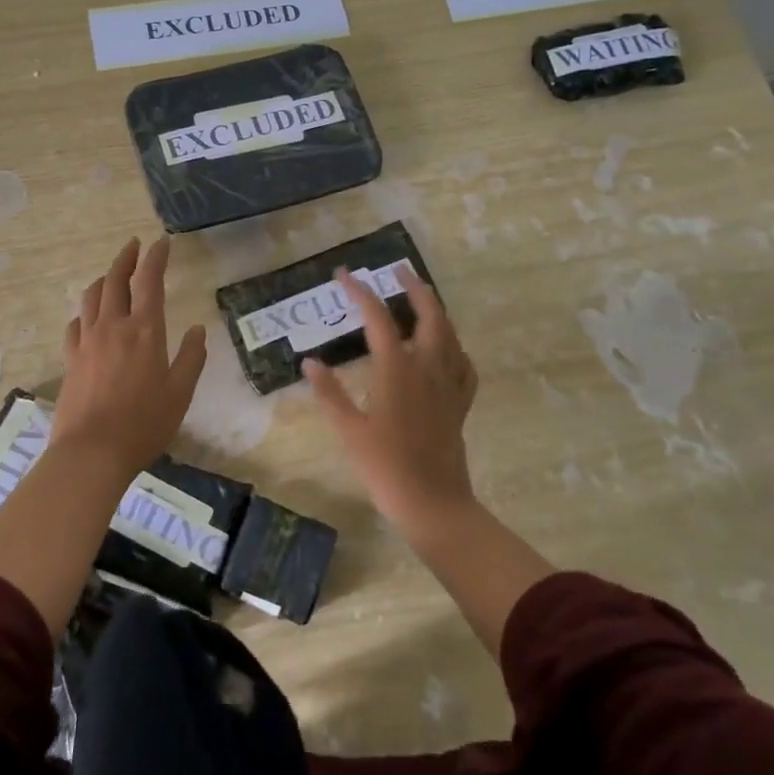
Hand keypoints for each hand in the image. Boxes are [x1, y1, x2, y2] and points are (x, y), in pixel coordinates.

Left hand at [54, 236, 208, 477]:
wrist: (91, 452)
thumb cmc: (144, 424)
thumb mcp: (180, 394)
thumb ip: (191, 358)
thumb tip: (197, 331)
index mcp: (145, 330)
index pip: (150, 281)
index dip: (156, 258)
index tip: (161, 242)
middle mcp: (113, 326)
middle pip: (115, 280)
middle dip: (126, 258)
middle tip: (134, 246)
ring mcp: (87, 341)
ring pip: (91, 297)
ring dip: (103, 279)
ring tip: (111, 275)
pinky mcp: (70, 359)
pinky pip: (76, 324)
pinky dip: (85, 312)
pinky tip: (88, 317)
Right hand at [303, 264, 479, 535]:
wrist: (433, 503)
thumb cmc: (385, 467)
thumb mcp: (348, 430)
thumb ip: (329, 392)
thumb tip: (310, 361)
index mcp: (397, 369)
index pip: (377, 317)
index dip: (360, 292)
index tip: (343, 275)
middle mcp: (427, 368)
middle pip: (428, 315)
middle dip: (414, 288)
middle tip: (399, 271)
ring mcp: (448, 385)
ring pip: (449, 334)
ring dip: (435, 310)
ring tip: (422, 299)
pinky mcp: (460, 404)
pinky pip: (463, 365)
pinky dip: (454, 347)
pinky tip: (448, 349)